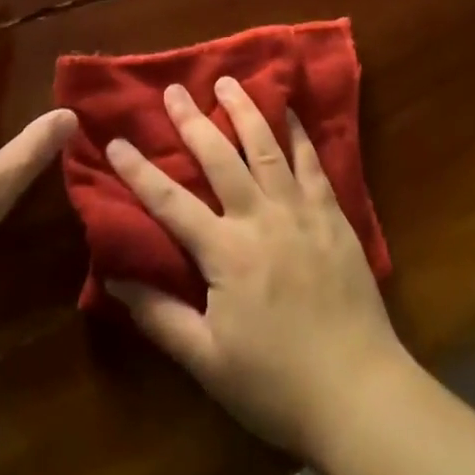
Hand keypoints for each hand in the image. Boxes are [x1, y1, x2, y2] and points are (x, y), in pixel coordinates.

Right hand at [104, 78, 409, 457]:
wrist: (359, 393)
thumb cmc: (276, 384)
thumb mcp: (207, 362)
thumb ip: (160, 316)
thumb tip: (115, 277)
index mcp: (226, 252)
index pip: (170, 202)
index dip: (139, 171)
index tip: (115, 141)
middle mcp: (260, 217)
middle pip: (219, 157)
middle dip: (192, 120)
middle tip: (174, 89)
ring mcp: (299, 211)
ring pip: (266, 146)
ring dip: (244, 110)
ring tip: (227, 81)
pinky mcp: (331, 214)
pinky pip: (312, 162)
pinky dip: (299, 132)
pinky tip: (290, 110)